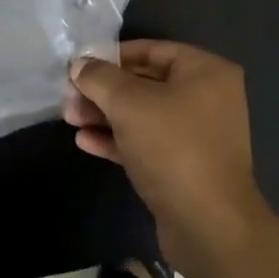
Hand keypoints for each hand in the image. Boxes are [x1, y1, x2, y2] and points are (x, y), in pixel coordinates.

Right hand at [65, 40, 272, 269]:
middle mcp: (207, 98)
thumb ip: (99, 78)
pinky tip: (85, 142)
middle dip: (103, 91)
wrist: (209, 227)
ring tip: (70, 119)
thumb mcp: (128, 104)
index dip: (111, 56)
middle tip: (69, 97)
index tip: (79, 66)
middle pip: (144, 83)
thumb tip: (79, 64)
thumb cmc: (172, 148)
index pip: (151, 50)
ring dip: (105, 115)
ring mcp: (198, 135)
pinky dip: (118, 140)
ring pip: (143, 115)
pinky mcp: (185, 168)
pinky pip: (147, 143)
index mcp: (205, 72)